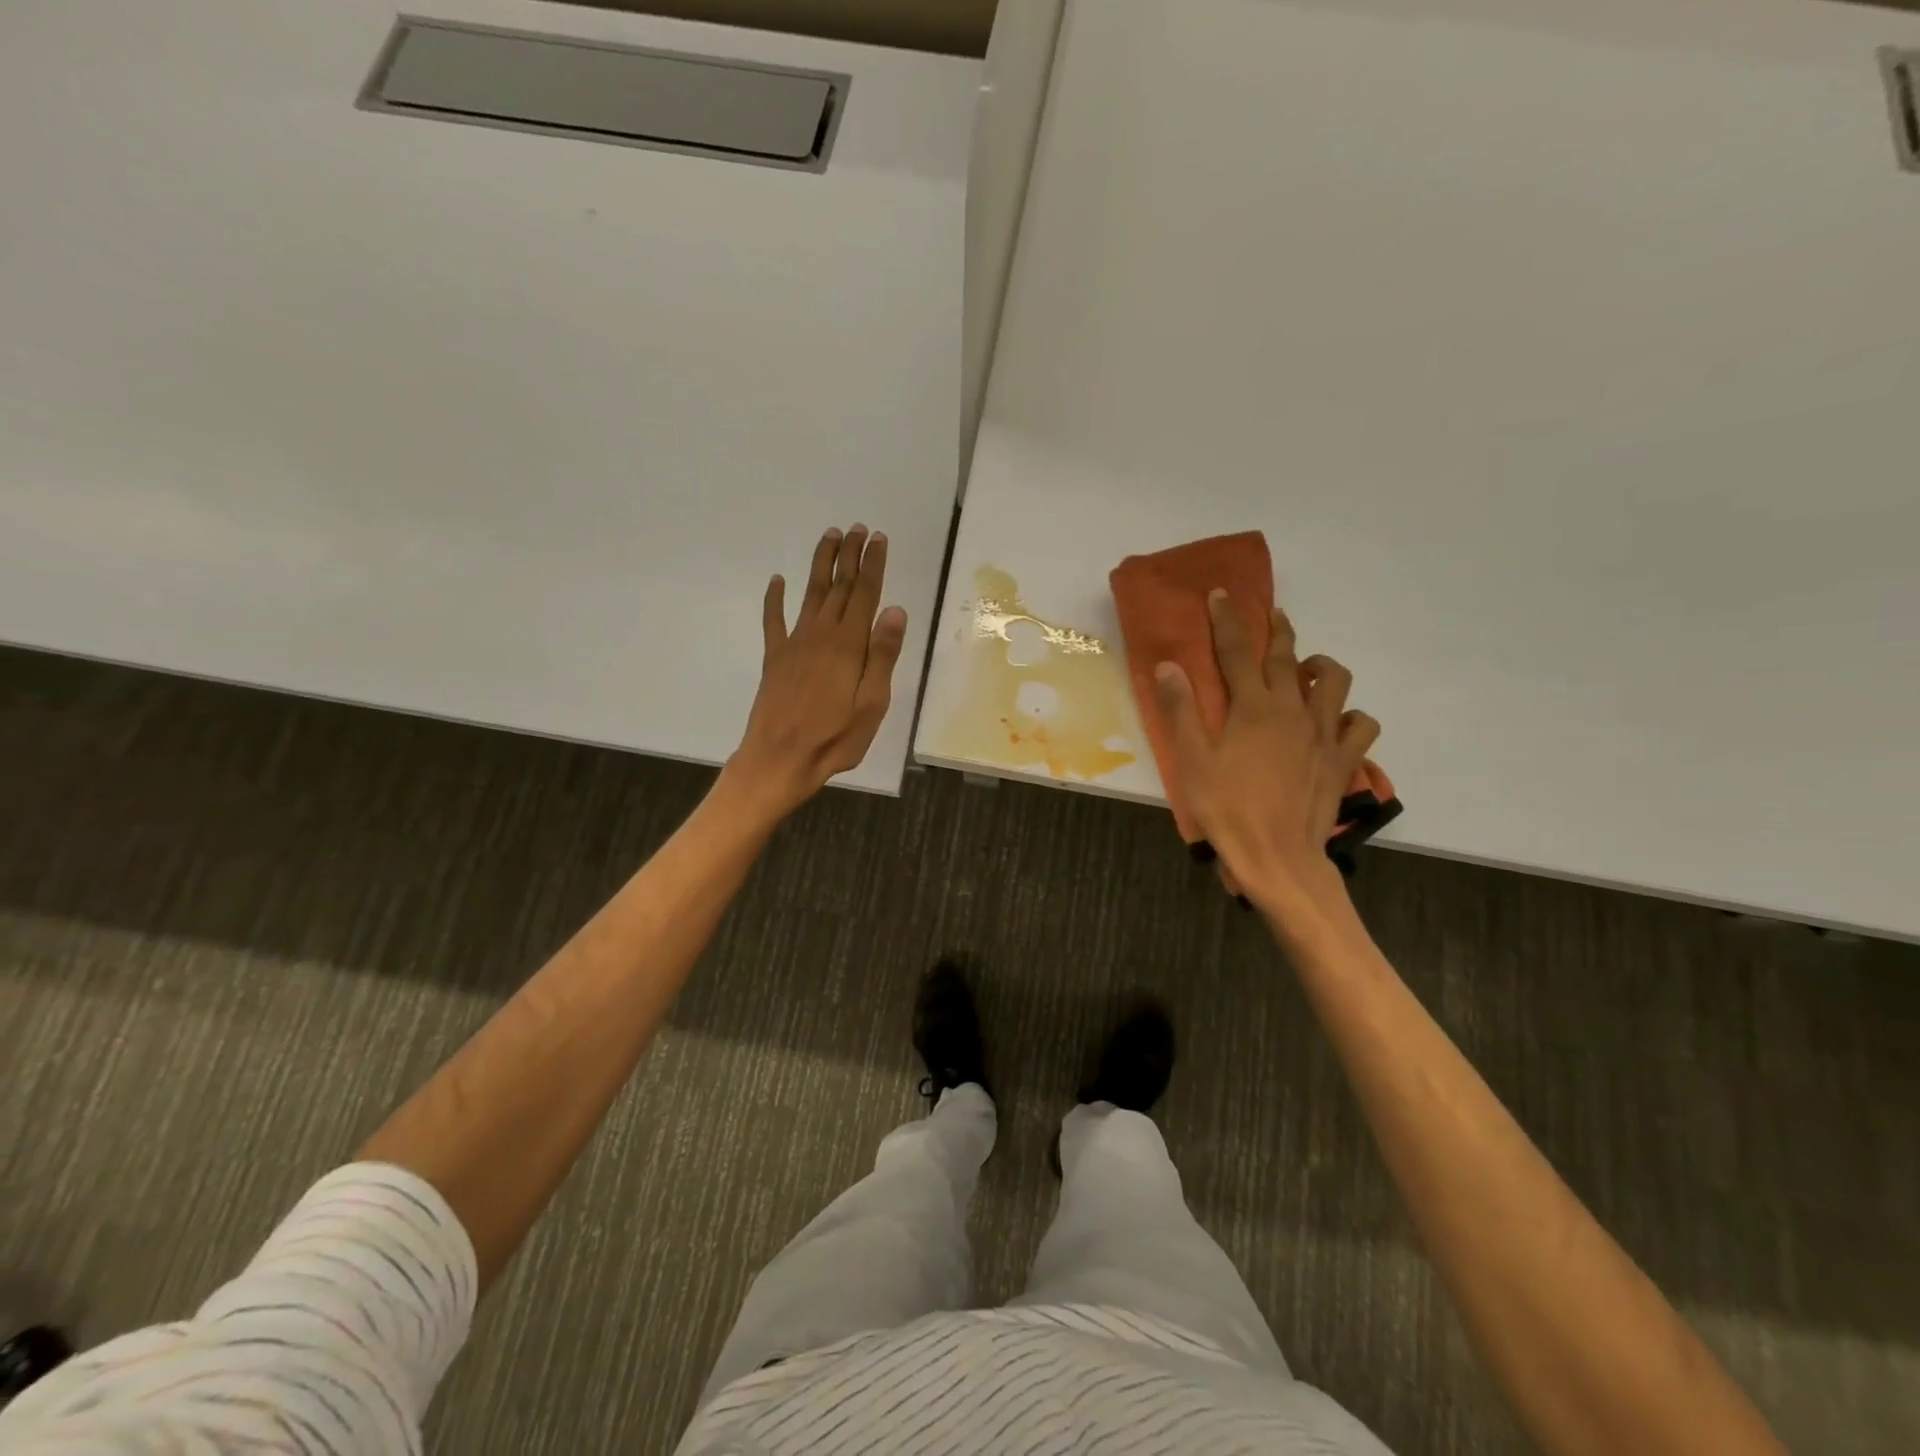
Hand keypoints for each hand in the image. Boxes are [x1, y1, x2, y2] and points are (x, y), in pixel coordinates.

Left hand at [725, 524, 907, 817]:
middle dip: (849, 555)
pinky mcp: (775, 658)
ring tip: (829, 537)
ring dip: (820, 565)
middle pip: (838, 586)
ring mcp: (794, 644)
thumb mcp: (871, 704)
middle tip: (858, 528)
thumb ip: (882, 656)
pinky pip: (773, 621)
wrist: (779, 759)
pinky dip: (774, 599)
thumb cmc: (834, 738)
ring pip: (810, 594)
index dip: (872, 565)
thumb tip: (895, 610)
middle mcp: (820, 635)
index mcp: (848, 645)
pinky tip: (776, 582)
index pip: (865, 595)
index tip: (878, 539)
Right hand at [1155, 590, 1377, 915]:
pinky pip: (1361, 725)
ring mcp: (1324, 734)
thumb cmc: (1227, 810)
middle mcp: (1293, 710)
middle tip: (1270, 612)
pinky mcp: (1343, 760)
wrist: (1278, 858)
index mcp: (1253, 707)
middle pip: (1286, 657)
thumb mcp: (1192, 761)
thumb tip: (1168, 666)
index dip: (1227, 620)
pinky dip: (1352, 715)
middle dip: (1276, 629)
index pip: (1237, 651)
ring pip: (1333, 682)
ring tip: (1305, 668)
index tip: (1222, 593)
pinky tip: (1337, 720)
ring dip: (1318, 666)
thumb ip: (1181, 711)